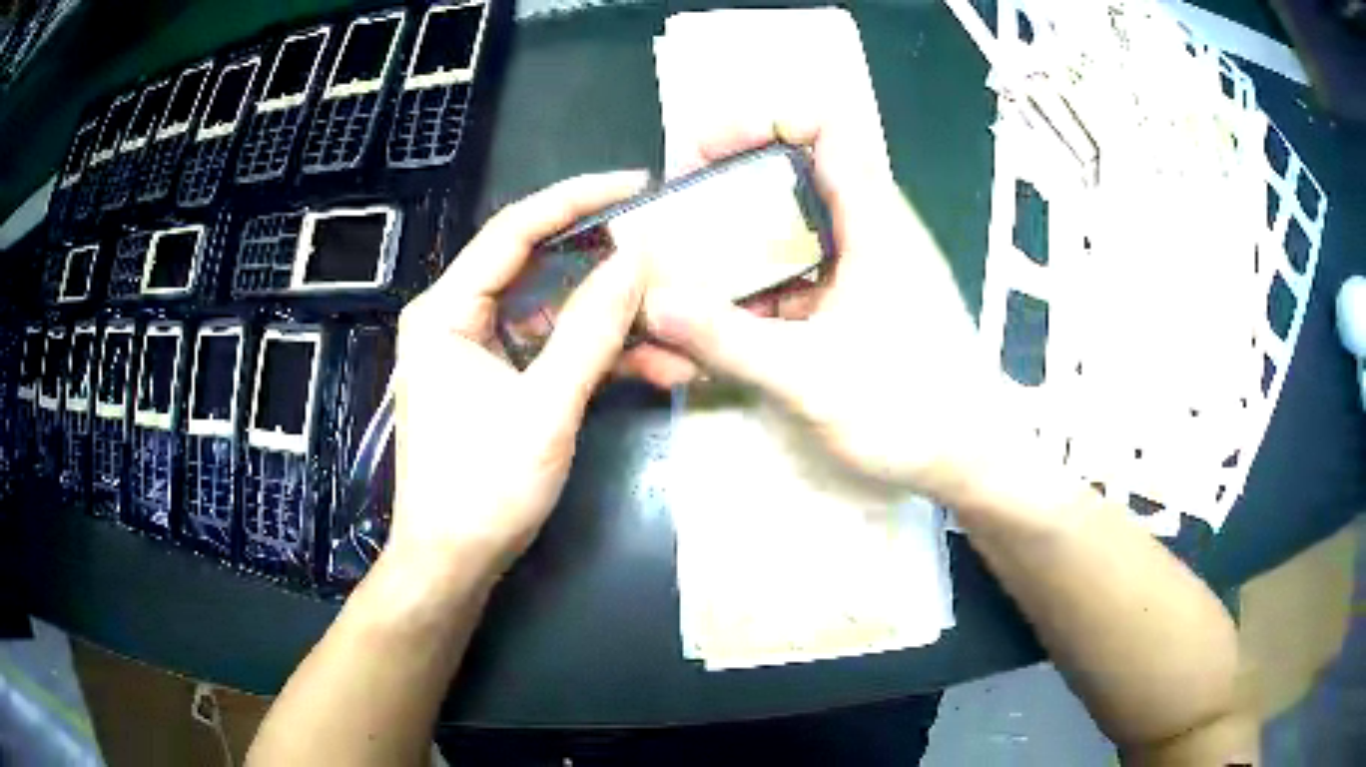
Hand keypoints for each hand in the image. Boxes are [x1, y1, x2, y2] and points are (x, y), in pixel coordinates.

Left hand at [387, 172, 647, 584]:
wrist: (453, 564)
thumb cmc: (483, 489)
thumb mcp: (544, 407)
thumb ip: (591, 329)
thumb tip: (637, 259)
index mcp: (445, 310)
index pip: (513, 230)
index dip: (576, 200)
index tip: (637, 185)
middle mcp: (457, 318)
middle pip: (537, 266)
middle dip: (606, 262)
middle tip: (667, 246)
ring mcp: (479, 350)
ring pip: (555, 312)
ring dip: (615, 320)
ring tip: (679, 321)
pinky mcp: (499, 381)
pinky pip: (553, 350)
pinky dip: (600, 355)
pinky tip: (656, 363)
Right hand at [623, 113, 1046, 519]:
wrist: (965, 461)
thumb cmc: (911, 411)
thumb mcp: (813, 378)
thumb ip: (730, 340)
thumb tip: (654, 303)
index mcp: (873, 225)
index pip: (828, 129)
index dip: (765, 122)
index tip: (707, 149)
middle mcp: (865, 235)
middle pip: (792, 180)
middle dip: (726, 193)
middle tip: (673, 217)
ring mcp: (856, 274)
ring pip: (785, 237)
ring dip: (730, 254)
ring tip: (675, 282)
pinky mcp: (848, 309)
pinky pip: (789, 284)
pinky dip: (748, 298)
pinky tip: (709, 332)